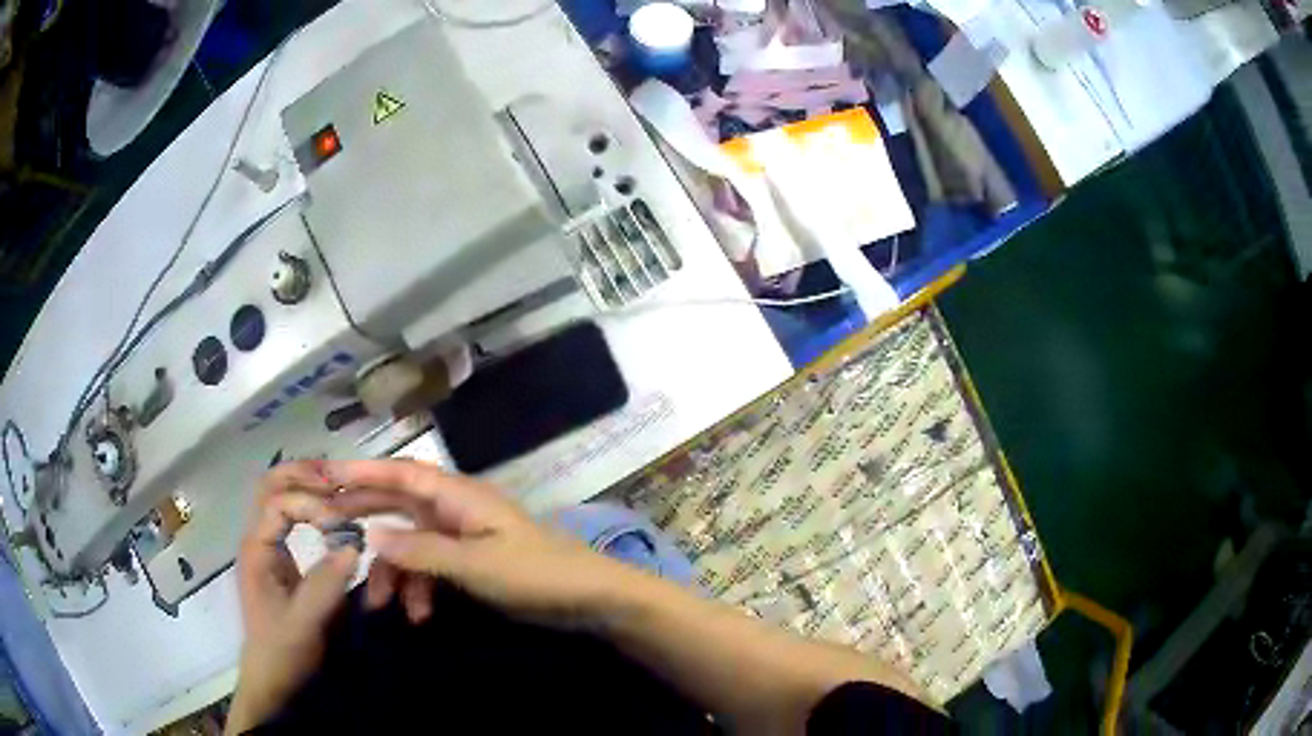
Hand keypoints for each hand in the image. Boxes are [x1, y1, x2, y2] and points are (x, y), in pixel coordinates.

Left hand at [227, 462, 359, 734]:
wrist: (272, 678)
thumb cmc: (282, 651)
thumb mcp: (305, 622)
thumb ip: (325, 584)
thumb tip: (355, 544)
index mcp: (256, 549)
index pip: (278, 503)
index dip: (310, 504)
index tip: (342, 523)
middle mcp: (257, 539)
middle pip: (271, 486)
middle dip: (302, 476)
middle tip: (339, 481)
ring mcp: (267, 547)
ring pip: (278, 496)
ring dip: (305, 485)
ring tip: (338, 488)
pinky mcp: (279, 558)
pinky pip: (289, 516)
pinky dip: (309, 505)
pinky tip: (331, 513)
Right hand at [326, 460, 635, 626]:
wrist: (590, 598)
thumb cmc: (535, 574)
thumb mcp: (474, 564)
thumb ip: (421, 550)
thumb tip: (370, 533)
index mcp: (458, 496)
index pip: (401, 474)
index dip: (362, 472)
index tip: (325, 476)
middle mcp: (455, 509)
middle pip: (399, 506)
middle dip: (366, 519)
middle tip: (327, 531)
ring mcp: (463, 537)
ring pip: (412, 545)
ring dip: (394, 572)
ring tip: (379, 605)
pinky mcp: (471, 563)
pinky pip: (432, 569)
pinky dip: (420, 589)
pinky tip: (418, 614)